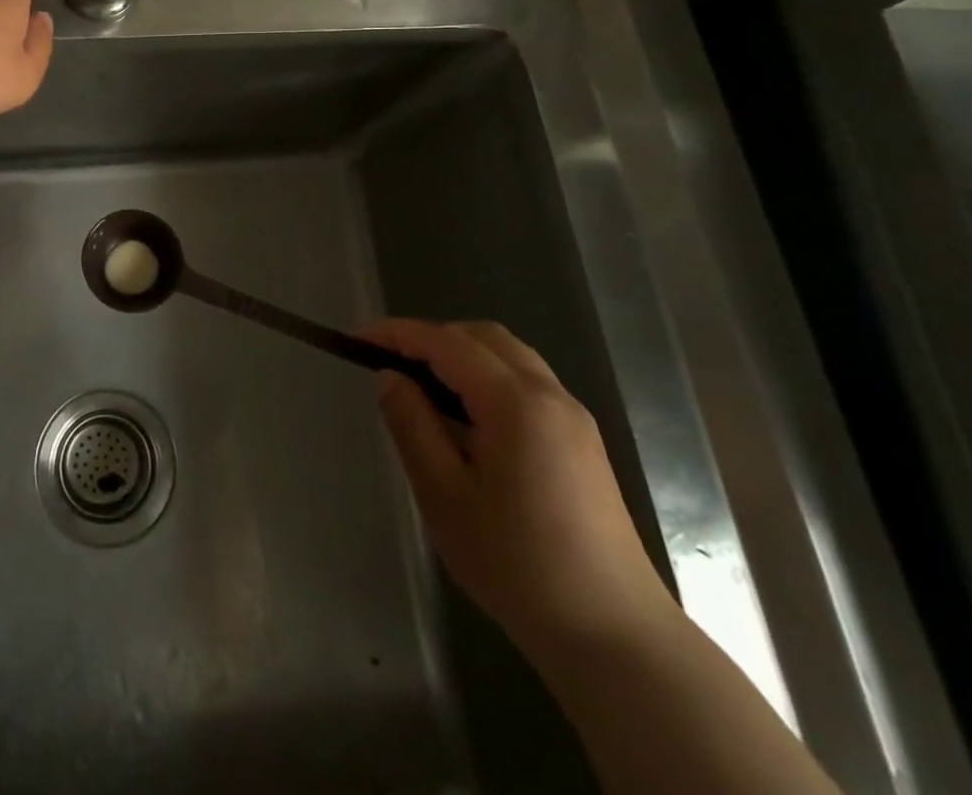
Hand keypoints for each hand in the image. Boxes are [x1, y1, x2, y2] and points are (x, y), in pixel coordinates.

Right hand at [365, 318, 676, 659]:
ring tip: (422, 385)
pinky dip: (487, 376)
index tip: (355, 339)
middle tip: (388, 361)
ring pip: (509, 356)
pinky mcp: (582, 443)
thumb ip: (412, 424)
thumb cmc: (518, 565)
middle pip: (482, 337)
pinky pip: (527, 383)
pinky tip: (466, 415)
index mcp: (516, 402)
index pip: (446, 343)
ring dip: (461, 354)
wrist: (616, 638)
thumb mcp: (444, 495)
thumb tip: (390, 376)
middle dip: (431, 337)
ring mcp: (573, 419)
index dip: (397, 333)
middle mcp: (550, 396)